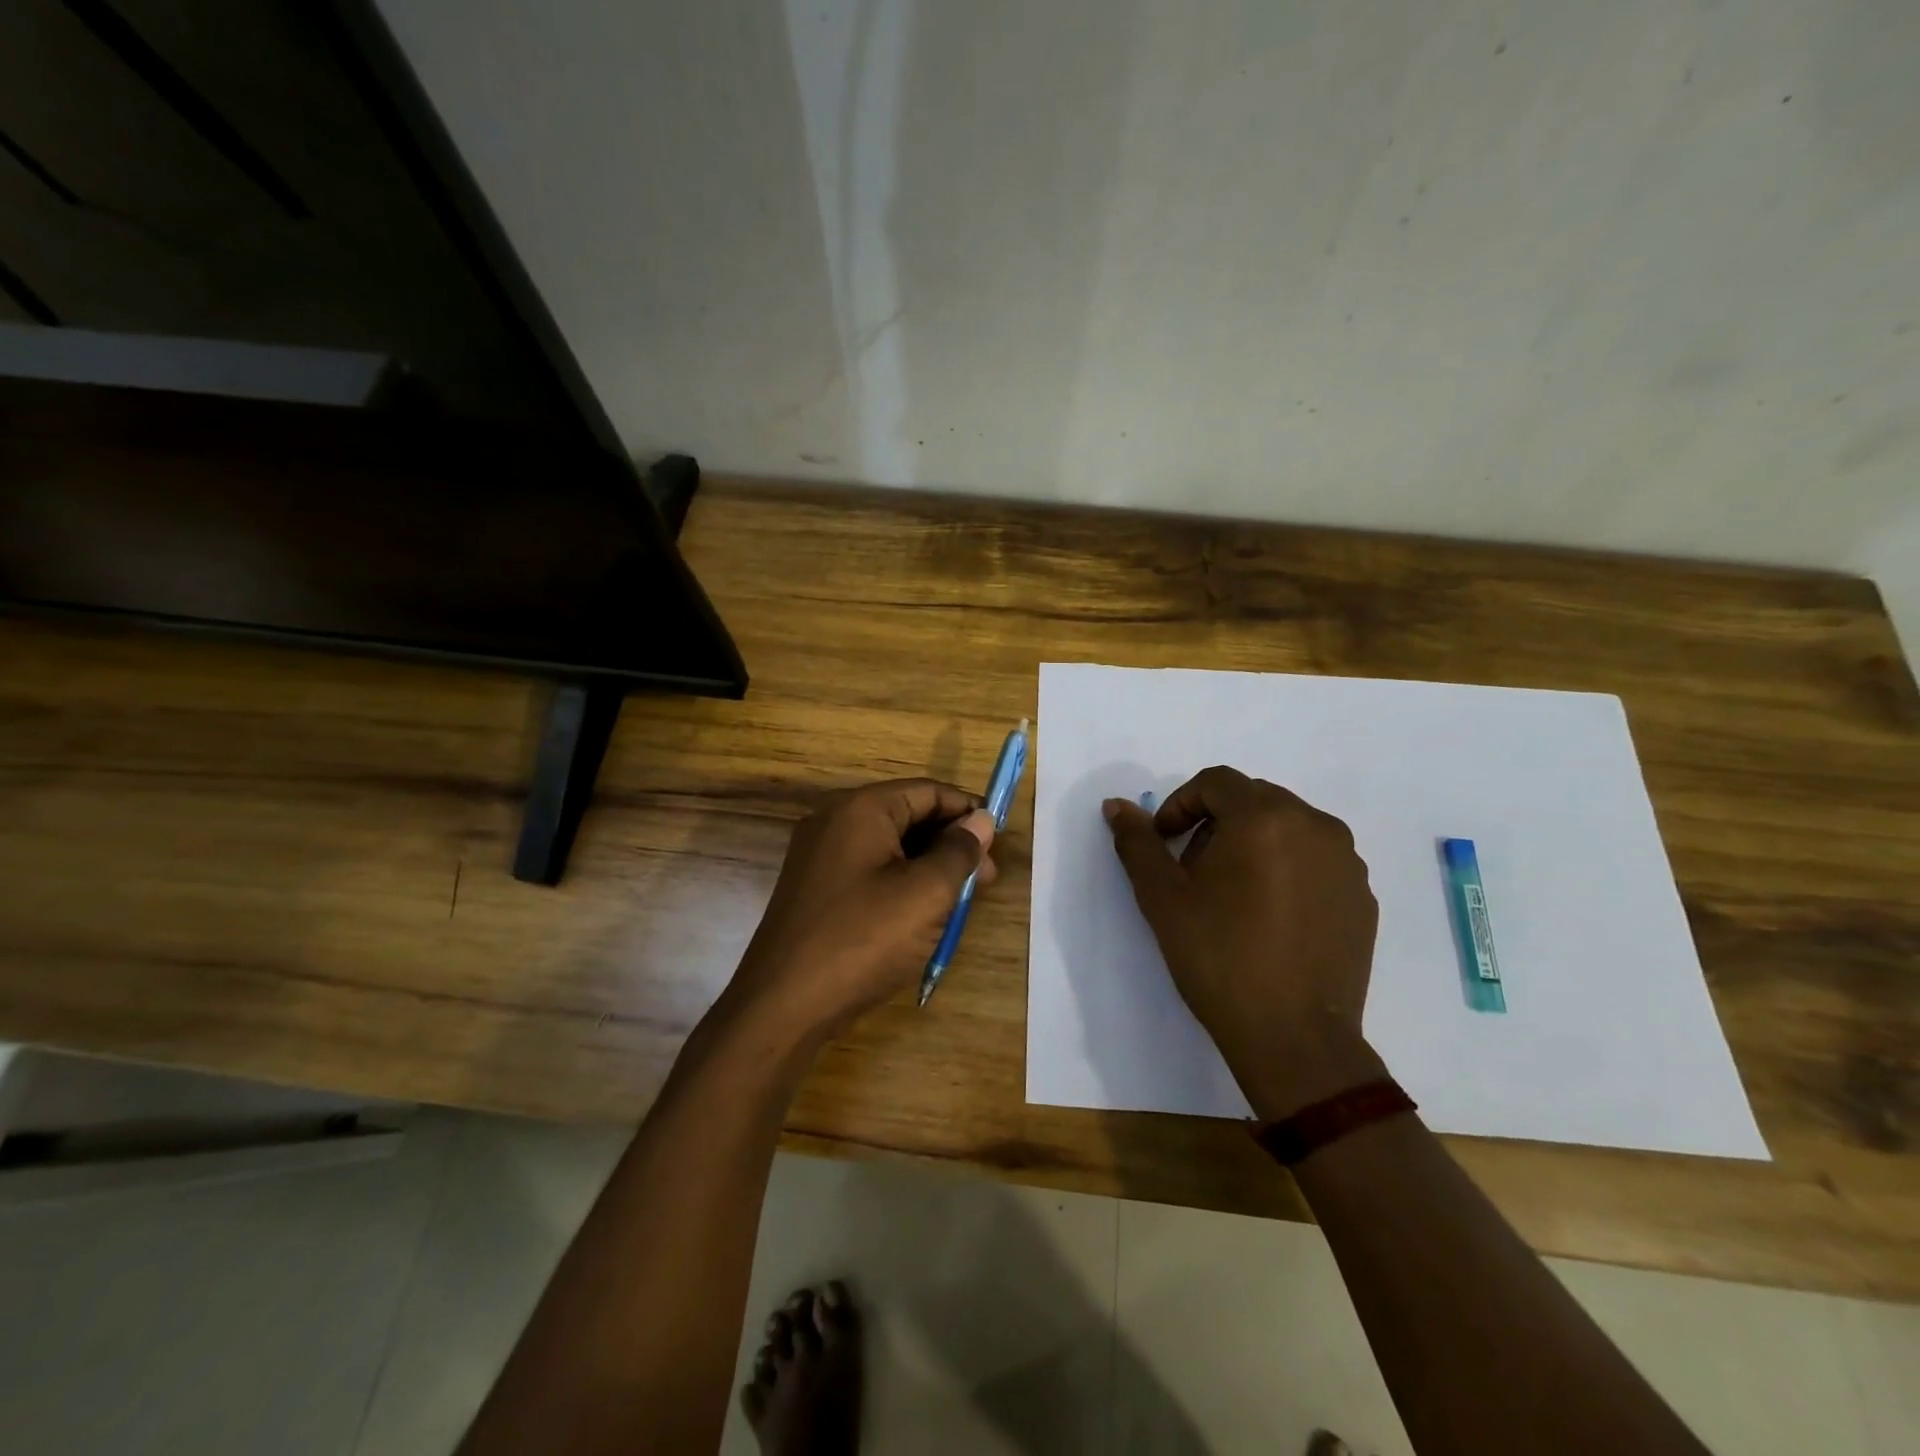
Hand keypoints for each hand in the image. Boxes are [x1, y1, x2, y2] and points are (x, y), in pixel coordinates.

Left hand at [727, 779, 995, 1039]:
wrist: (783, 1005)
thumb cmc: (863, 939)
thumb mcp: (926, 893)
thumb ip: (959, 850)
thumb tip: (981, 820)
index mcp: (860, 808)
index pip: (928, 791)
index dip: (968, 812)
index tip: (998, 843)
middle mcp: (834, 820)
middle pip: (908, 815)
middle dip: (951, 843)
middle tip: (985, 881)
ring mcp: (819, 855)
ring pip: (890, 846)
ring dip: (929, 866)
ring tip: (958, 903)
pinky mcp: (815, 888)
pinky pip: (869, 870)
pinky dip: (901, 883)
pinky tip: (922, 915)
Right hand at [1104, 766, 1384, 1117]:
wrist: (1294, 1038)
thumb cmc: (1219, 958)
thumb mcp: (1162, 898)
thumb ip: (1138, 843)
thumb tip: (1116, 805)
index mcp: (1265, 817)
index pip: (1216, 782)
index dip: (1181, 804)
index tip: (1164, 842)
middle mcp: (1315, 825)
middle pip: (1254, 800)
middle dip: (1216, 823)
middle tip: (1193, 870)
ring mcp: (1346, 862)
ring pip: (1288, 828)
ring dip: (1252, 844)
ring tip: (1231, 895)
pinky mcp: (1362, 896)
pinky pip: (1316, 860)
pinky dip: (1287, 869)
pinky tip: (1269, 917)